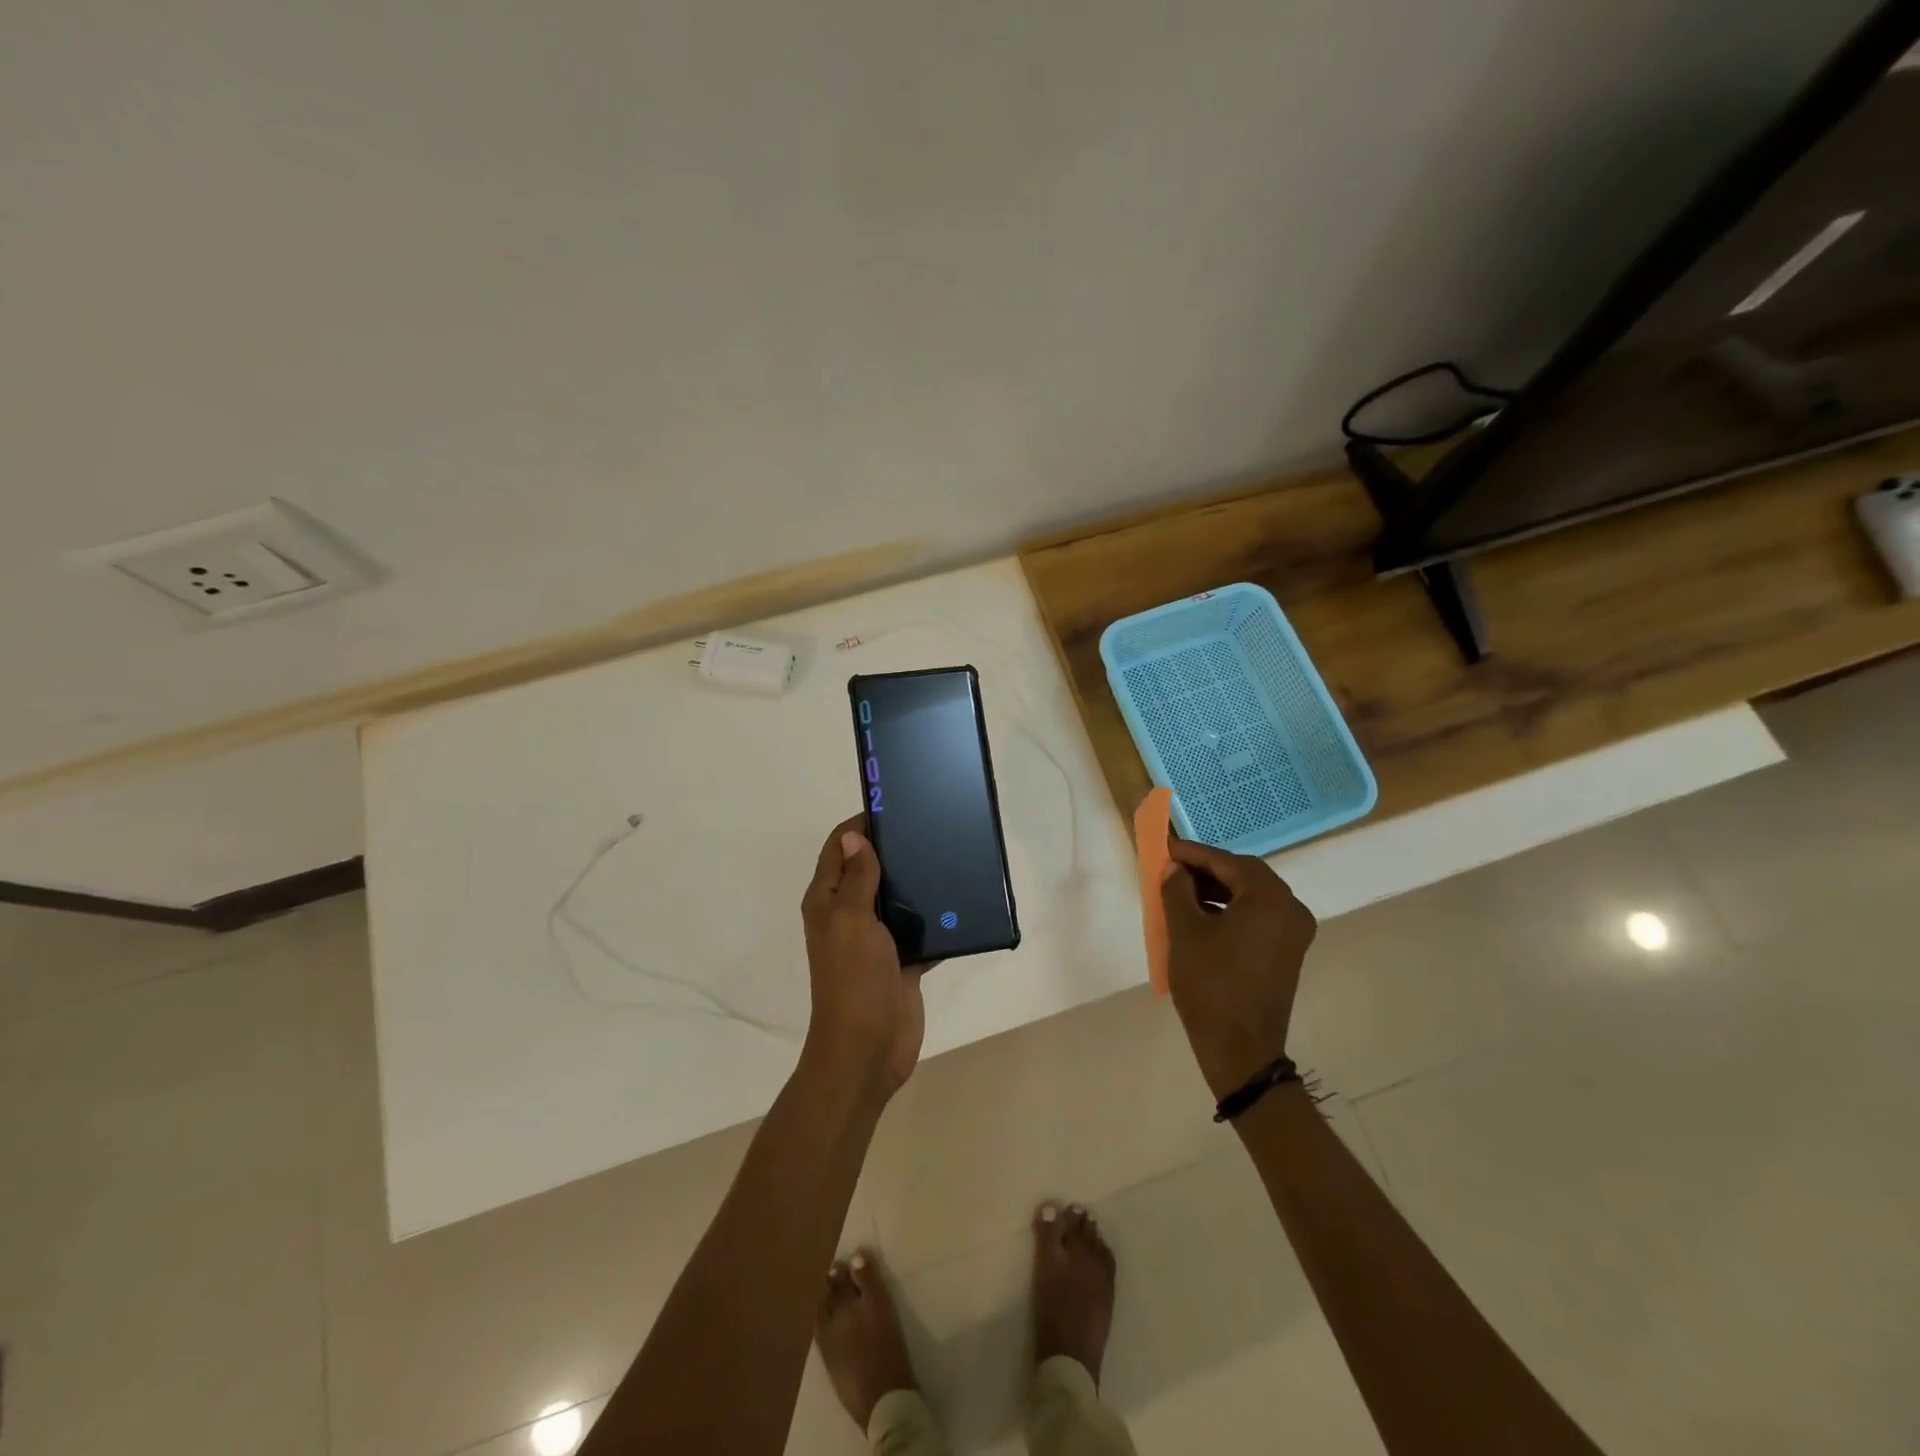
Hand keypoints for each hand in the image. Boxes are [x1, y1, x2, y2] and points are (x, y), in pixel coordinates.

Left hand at [800, 816, 925, 1103]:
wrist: (868, 1049)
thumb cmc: (854, 979)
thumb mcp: (851, 921)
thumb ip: (856, 878)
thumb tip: (853, 836)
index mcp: (828, 901)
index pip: (839, 847)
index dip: (861, 824)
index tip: (894, 804)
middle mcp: (849, 914)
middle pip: (870, 869)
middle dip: (895, 849)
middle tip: (931, 827)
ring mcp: (876, 938)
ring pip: (897, 898)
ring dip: (917, 882)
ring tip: (949, 855)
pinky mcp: (901, 959)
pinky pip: (920, 929)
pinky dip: (935, 918)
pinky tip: (960, 901)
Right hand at [1160, 838, 1316, 1098]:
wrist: (1240, 1049)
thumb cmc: (1210, 984)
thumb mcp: (1185, 931)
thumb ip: (1177, 889)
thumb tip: (1176, 869)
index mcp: (1270, 898)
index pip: (1228, 861)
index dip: (1194, 853)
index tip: (1166, 848)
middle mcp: (1291, 908)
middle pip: (1245, 875)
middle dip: (1207, 869)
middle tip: (1172, 869)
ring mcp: (1294, 932)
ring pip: (1252, 895)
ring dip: (1218, 889)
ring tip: (1181, 892)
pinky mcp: (1287, 951)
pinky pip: (1258, 916)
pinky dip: (1231, 909)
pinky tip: (1202, 916)